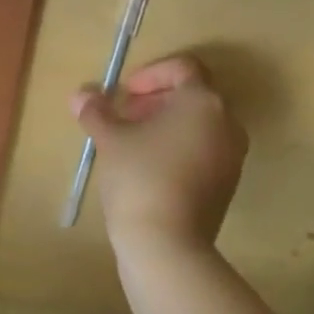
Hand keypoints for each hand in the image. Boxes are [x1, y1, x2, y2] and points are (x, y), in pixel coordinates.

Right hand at [71, 53, 247, 258]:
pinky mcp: (227, 184)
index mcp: (203, 102)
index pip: (183, 68)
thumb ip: (97, 111)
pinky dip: (180, 146)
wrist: (168, 246)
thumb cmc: (139, 178)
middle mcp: (227, 123)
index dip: (152, 73)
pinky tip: (150, 167)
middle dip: (157, 99)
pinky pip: (205, 150)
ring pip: (200, 124)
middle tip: (126, 114)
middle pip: (193, 95)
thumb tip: (81, 95)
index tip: (126, 92)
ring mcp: (232, 156)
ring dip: (167, 123)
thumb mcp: (110, 139)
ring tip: (134, 141)